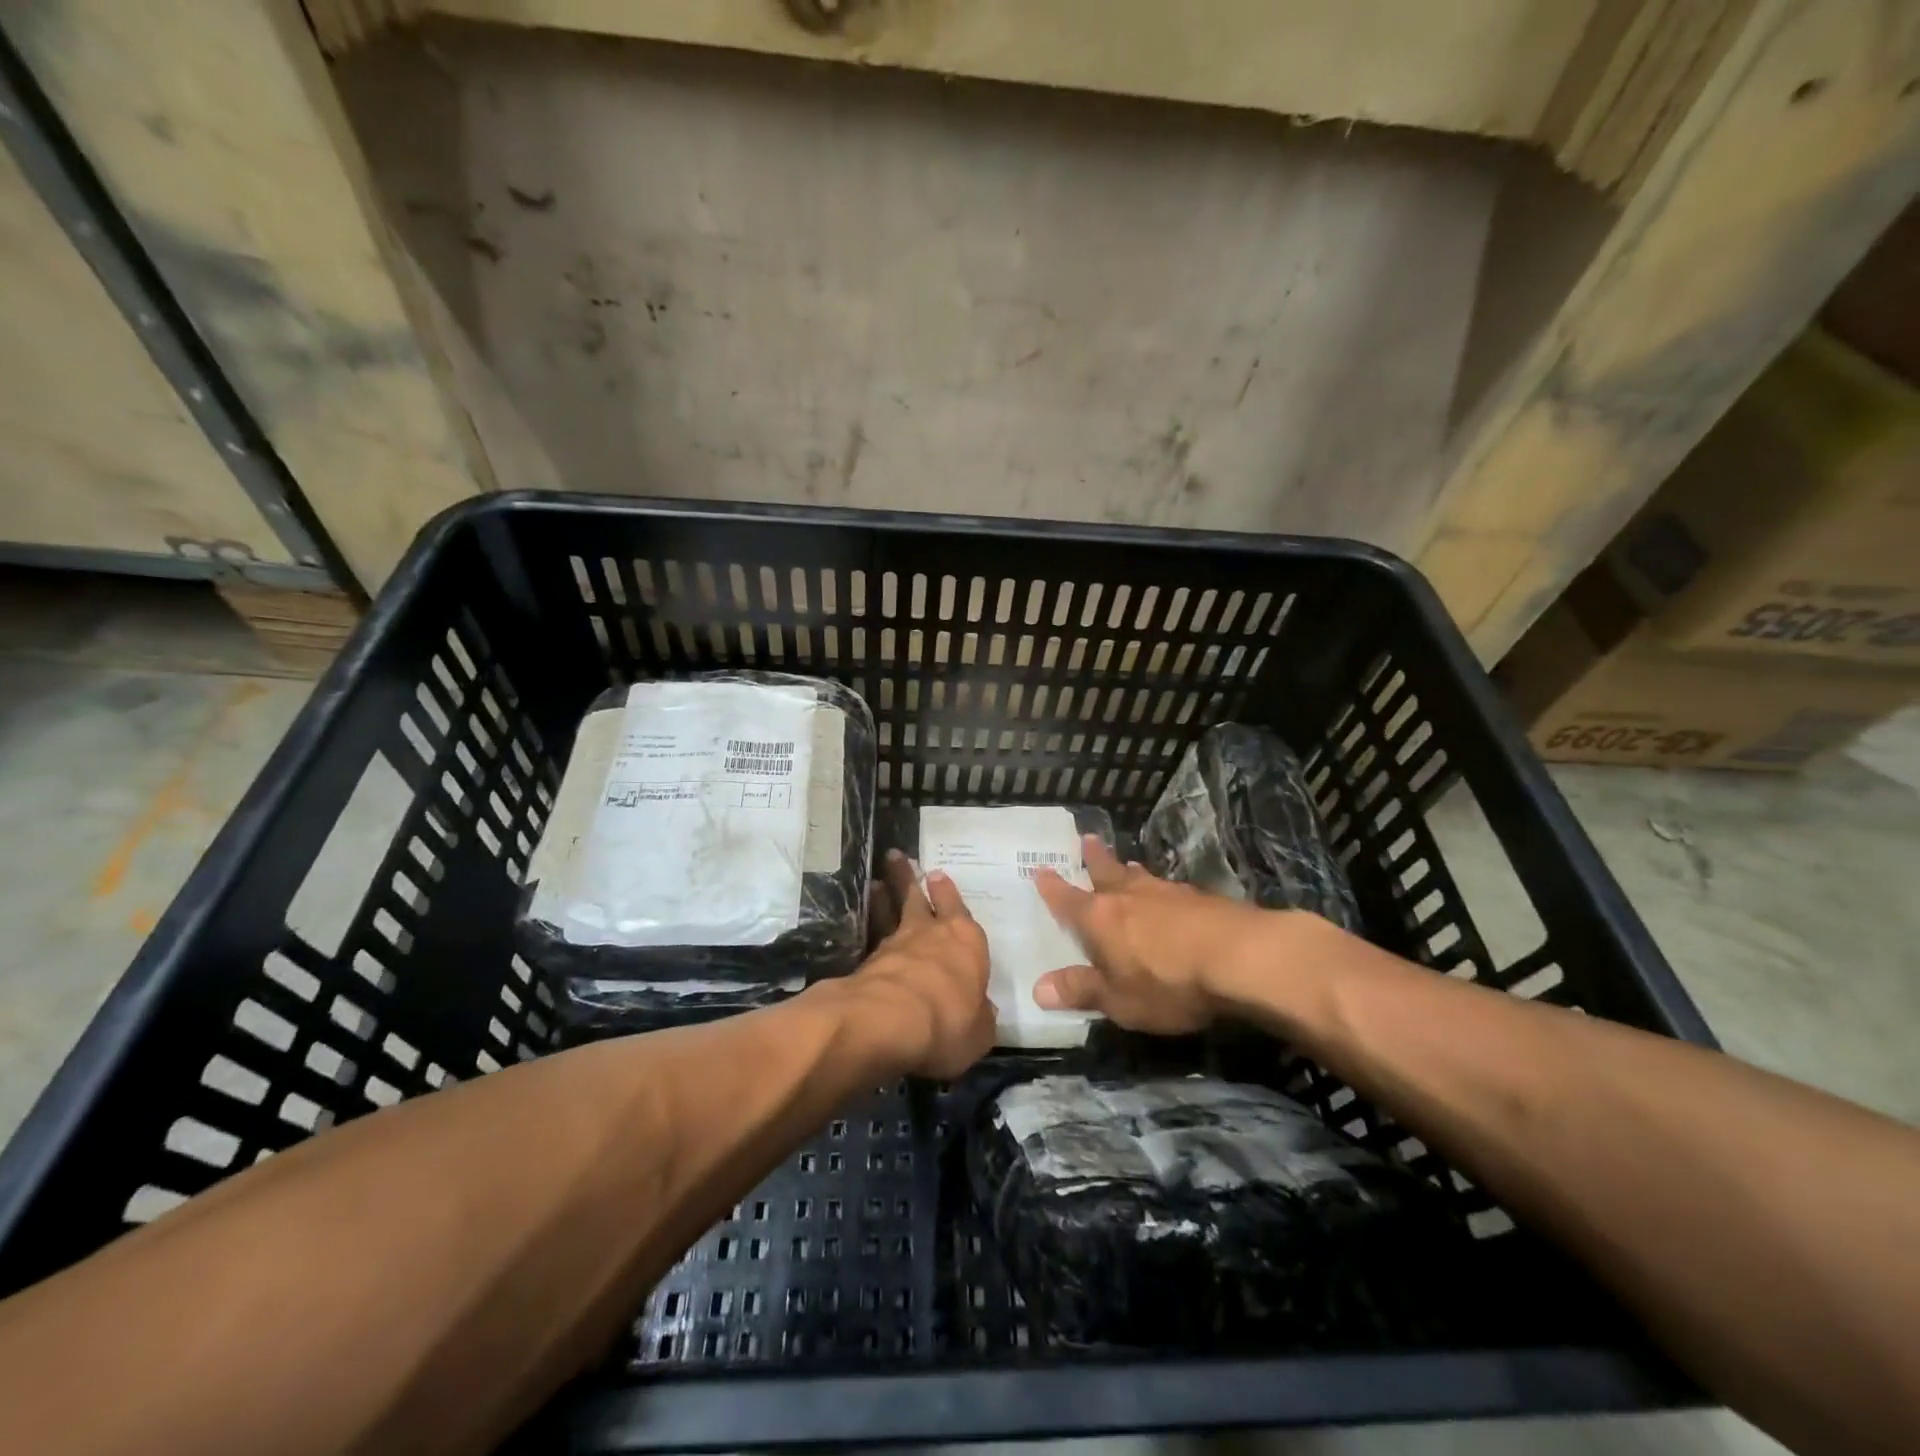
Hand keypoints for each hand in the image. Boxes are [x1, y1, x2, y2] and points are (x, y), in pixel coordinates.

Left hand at [840, 850, 993, 1079]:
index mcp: (967, 942)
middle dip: (910, 878)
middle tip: (898, 858)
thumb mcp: (980, 1032)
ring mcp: (896, 943)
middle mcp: (931, 933)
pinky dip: (868, 922)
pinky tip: (863, 922)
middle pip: (919, 898)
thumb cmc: (949, 1021)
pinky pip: (871, 934)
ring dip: (884, 896)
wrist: (890, 1021)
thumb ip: (980, 1017)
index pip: (959, 911)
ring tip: (877, 882)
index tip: (938, 876)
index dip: (948, 894)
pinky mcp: (867, 960)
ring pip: (890, 911)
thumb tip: (980, 1011)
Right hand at [1033, 836, 1276, 1034]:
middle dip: (1094, 858)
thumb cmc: (1168, 983)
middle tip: (1087, 839)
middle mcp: (1129, 897)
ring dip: (1130, 871)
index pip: (1068, 900)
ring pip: (1141, 877)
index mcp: (1100, 919)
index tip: (1040, 870)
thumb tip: (1038, 988)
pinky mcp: (1201, 898)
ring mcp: (1167, 893)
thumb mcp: (1119, 1000)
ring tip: (1127, 865)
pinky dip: (1162, 888)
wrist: (1241, 958)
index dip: (1052, 887)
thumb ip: (1081, 991)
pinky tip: (1170, 895)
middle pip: (1106, 872)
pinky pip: (1171, 888)